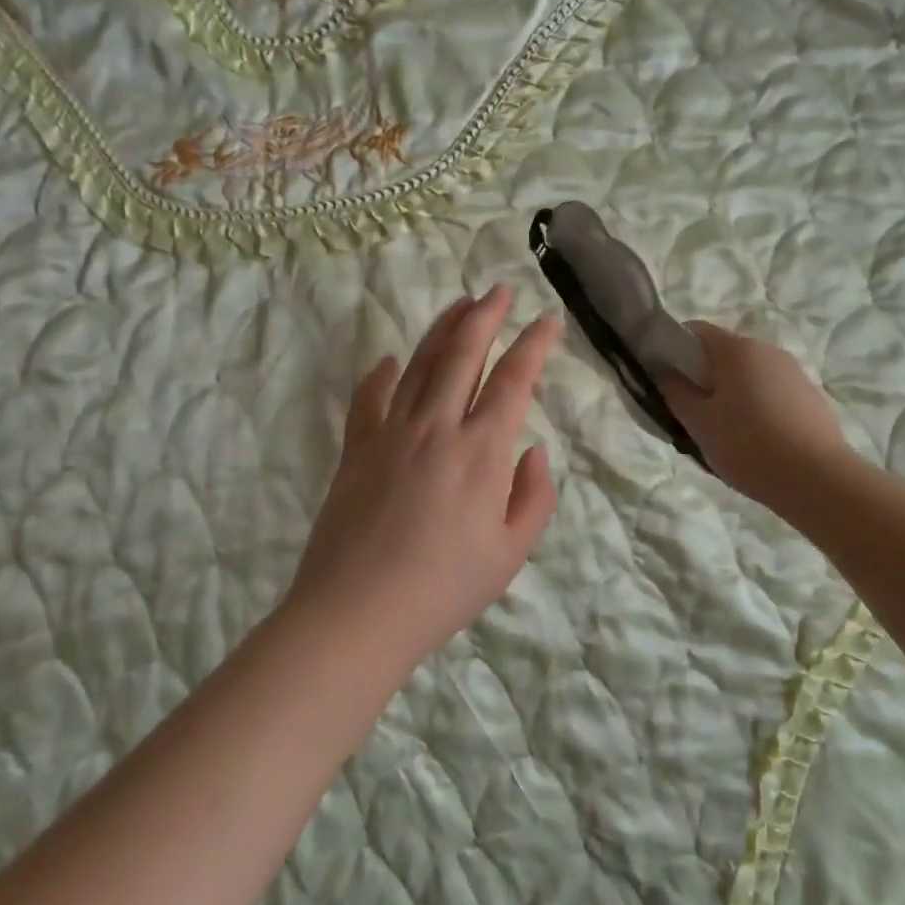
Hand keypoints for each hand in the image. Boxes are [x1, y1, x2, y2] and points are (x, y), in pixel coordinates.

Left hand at [284, 286, 562, 669]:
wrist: (357, 614)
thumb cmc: (444, 590)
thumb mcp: (511, 554)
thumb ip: (533, 497)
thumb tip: (531, 450)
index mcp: (482, 452)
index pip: (514, 380)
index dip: (534, 344)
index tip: (548, 320)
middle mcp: (437, 428)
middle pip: (463, 354)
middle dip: (485, 316)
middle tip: (499, 291)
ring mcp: (391, 433)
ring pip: (420, 364)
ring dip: (442, 330)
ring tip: (459, 305)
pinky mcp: (357, 449)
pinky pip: (369, 399)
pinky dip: (380, 375)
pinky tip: (389, 360)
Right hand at [659, 321, 852, 520]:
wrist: (819, 479)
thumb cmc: (748, 446)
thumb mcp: (699, 424)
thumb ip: (676, 393)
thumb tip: (666, 373)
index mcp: (736, 350)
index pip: (695, 331)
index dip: (673, 347)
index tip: (663, 376)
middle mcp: (767, 350)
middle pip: (724, 352)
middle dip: (702, 375)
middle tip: (690, 412)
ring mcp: (793, 372)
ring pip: (749, 373)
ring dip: (731, 392)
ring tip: (724, 431)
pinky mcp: (811, 396)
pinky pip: (772, 391)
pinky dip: (757, 405)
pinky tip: (756, 440)